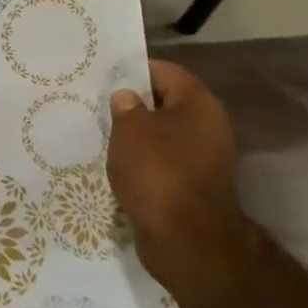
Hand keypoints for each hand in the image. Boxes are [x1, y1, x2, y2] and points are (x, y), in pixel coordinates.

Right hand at [107, 61, 256, 301]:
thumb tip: (128, 98)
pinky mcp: (194, 185)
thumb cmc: (157, 171)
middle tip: (98, 105)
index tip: (104, 76)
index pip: (165, 71)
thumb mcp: (129, 130)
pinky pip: (164, 162)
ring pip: (164, 134)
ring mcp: (205, 158)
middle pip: (166, 103)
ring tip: (103, 135)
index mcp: (199, 104)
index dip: (134, 70)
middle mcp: (209, 126)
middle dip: (134, 105)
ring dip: (137, 136)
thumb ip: (126, 107)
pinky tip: (118, 165)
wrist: (186, 237)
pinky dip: (144, 161)